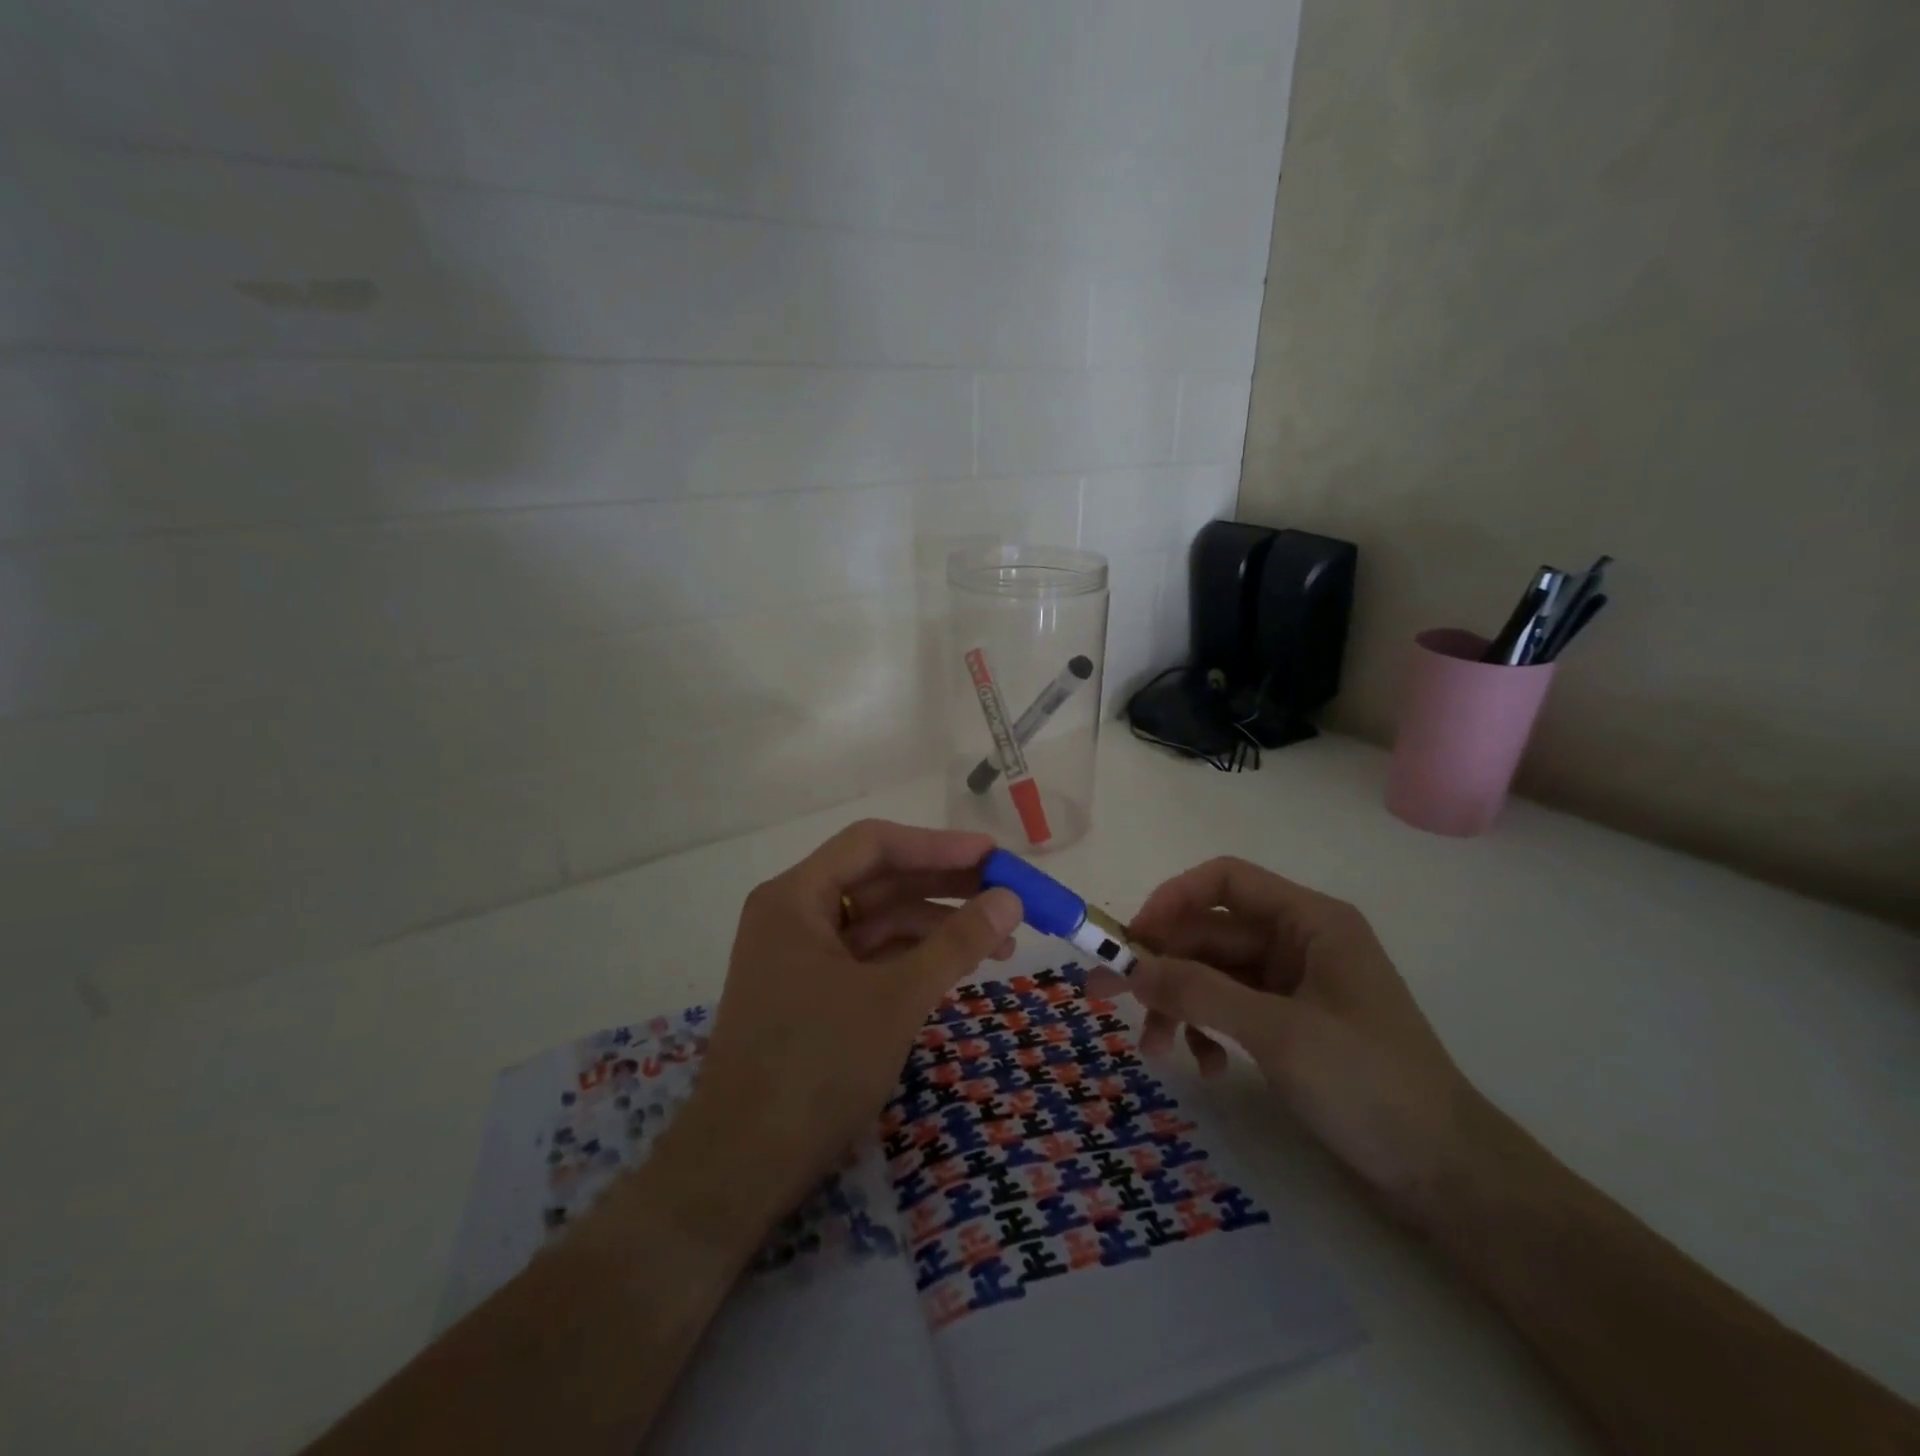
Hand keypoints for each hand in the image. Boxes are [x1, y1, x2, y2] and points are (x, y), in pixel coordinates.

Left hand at [662, 820, 1022, 1236]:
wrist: (741, 1169)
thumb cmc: (816, 1067)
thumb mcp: (897, 998)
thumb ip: (956, 943)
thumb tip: (1011, 898)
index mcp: (795, 896)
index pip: (874, 845)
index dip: (938, 845)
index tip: (993, 856)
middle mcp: (793, 914)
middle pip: (878, 880)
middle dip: (944, 886)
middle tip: (1007, 894)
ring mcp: (800, 956)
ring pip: (878, 921)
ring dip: (936, 926)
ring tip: (1001, 942)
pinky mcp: (811, 994)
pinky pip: (870, 957)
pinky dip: (913, 958)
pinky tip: (957, 967)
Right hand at [1100, 857, 1484, 1219]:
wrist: (1448, 1176)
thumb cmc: (1370, 1084)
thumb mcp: (1278, 1033)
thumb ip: (1201, 992)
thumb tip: (1130, 968)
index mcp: (1309, 921)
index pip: (1225, 881)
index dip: (1172, 899)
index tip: (1131, 939)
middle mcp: (1298, 942)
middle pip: (1211, 934)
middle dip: (1163, 967)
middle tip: (1106, 997)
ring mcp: (1294, 985)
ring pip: (1214, 975)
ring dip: (1180, 1005)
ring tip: (1158, 1051)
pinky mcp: (1290, 1024)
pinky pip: (1230, 1009)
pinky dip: (1208, 1031)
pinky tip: (1209, 1069)